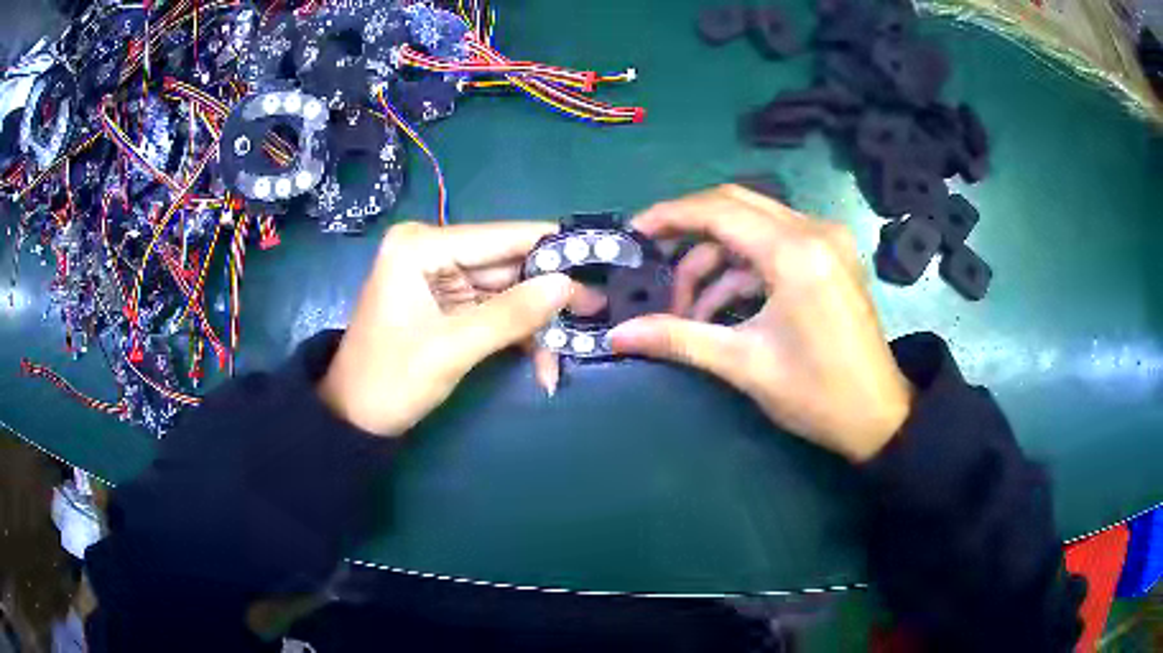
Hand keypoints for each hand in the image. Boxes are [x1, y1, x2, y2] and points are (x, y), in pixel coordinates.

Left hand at [319, 221, 573, 435]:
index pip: (501, 237)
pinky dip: (516, 333)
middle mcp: (431, 250)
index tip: (603, 254)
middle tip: (596, 309)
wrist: (353, 418)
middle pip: (506, 264)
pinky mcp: (444, 300)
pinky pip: (492, 308)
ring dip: (534, 323)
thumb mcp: (452, 348)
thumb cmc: (390, 381)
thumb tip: (568, 285)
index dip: (553, 247)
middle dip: (547, 294)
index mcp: (421, 246)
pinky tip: (541, 361)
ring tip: (569, 349)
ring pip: (505, 289)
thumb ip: (512, 314)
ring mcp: (438, 275)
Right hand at [610, 185, 912, 461]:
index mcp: (795, 252)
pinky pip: (774, 244)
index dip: (669, 216)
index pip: (718, 210)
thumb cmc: (817, 393)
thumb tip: (617, 336)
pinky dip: (743, 269)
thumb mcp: (743, 364)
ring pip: (753, 226)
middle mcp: (814, 230)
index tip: (633, 232)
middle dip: (689, 233)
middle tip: (654, 261)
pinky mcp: (831, 255)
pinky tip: (723, 308)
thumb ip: (677, 338)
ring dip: (716, 260)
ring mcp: (826, 240)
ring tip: (688, 309)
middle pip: (735, 206)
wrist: (878, 416)